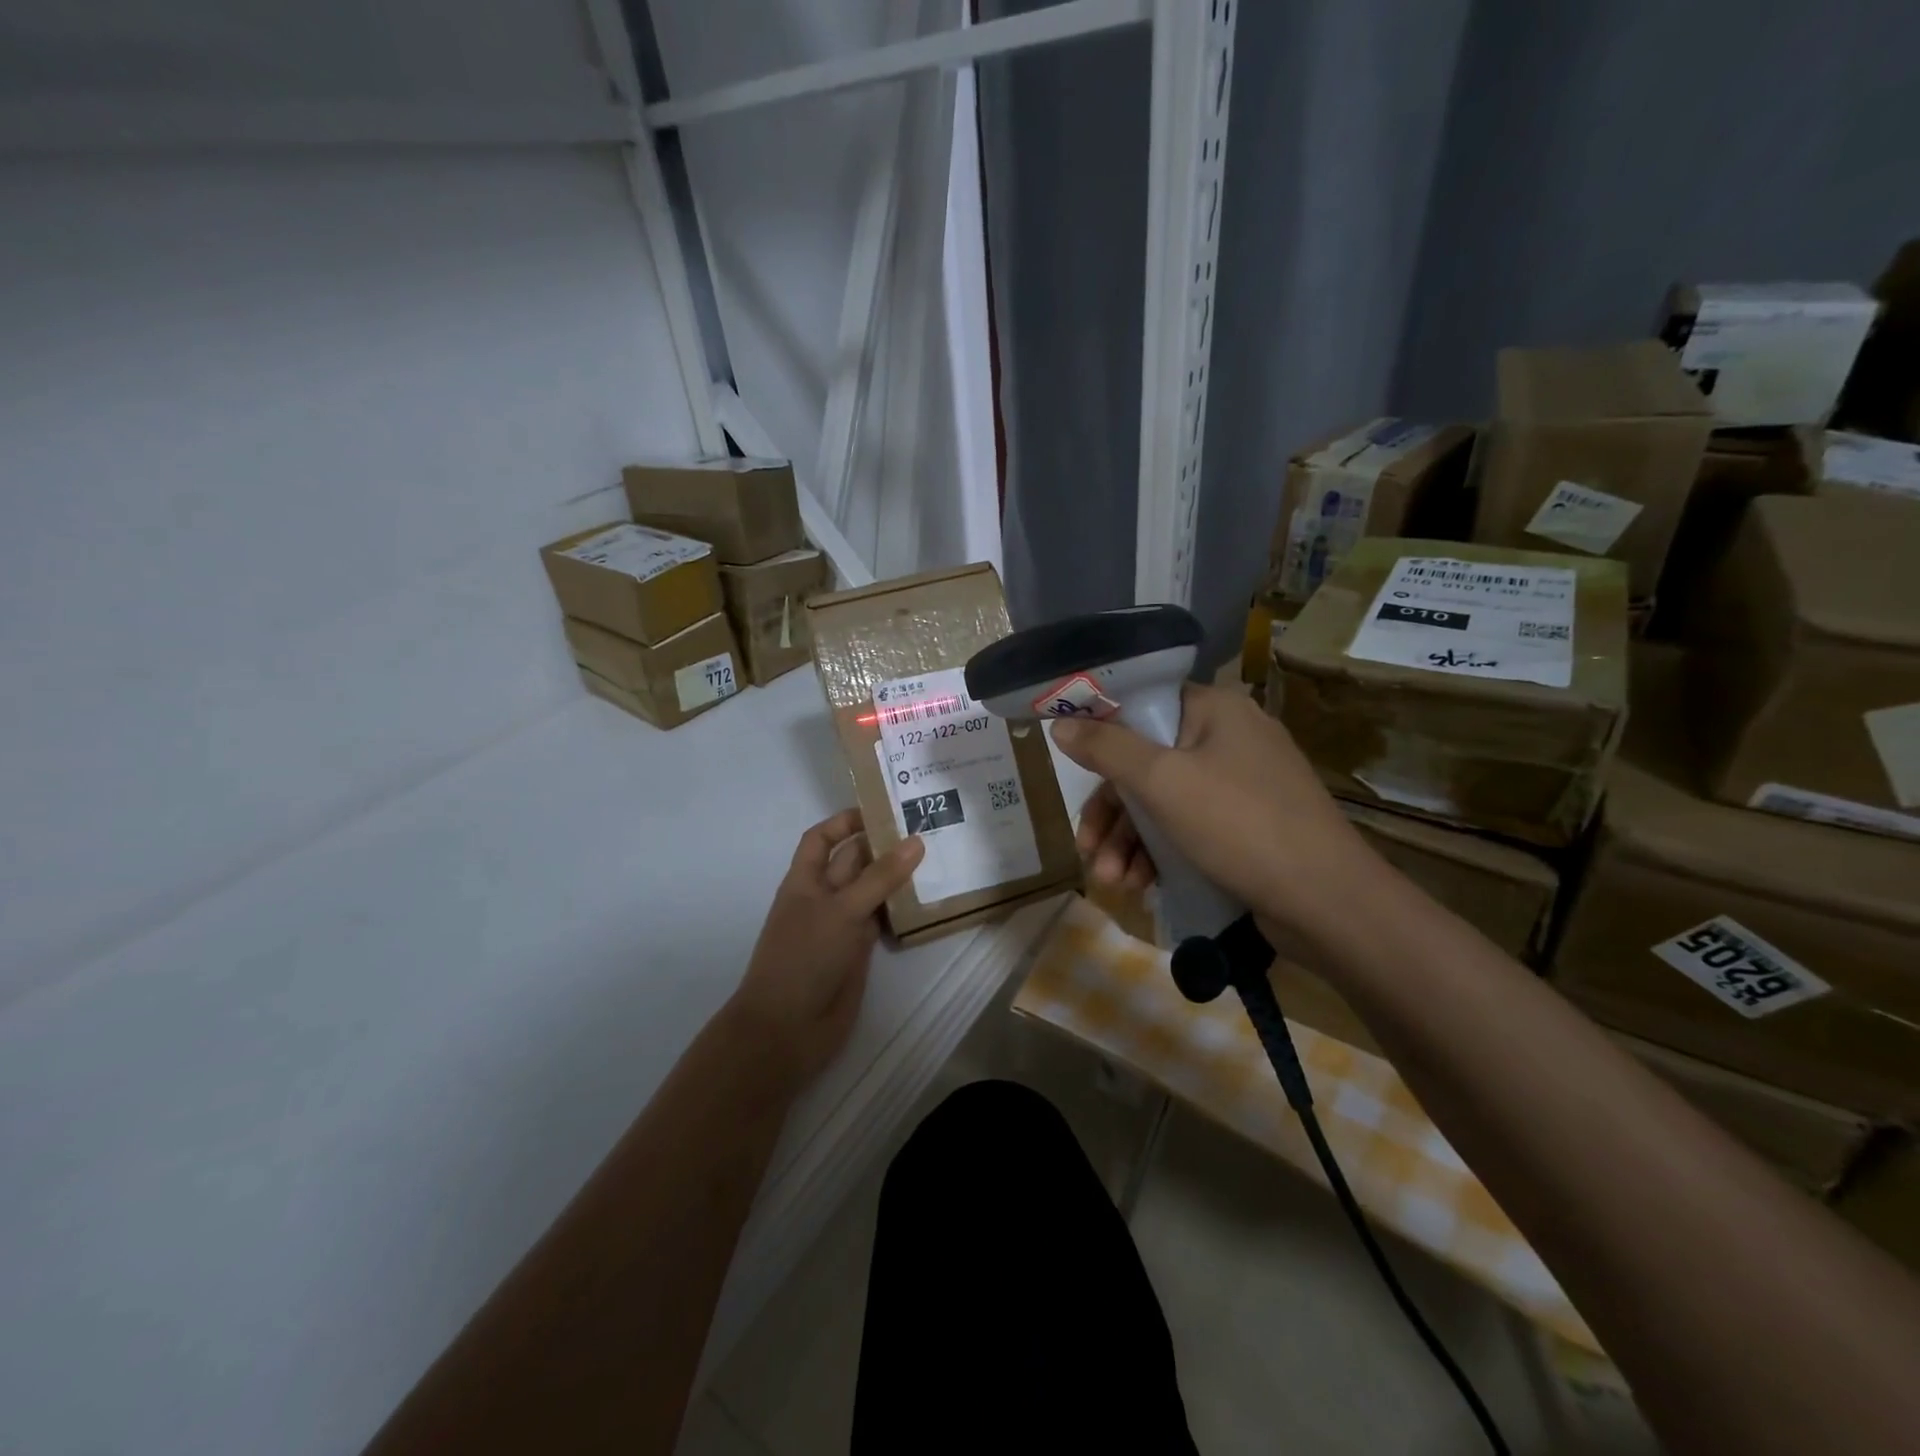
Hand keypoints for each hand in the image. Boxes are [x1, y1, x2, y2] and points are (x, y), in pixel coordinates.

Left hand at [726, 810, 925, 1087]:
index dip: (846, 821)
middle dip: (883, 846)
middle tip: (927, 829)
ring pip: (872, 891)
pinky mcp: (859, 952)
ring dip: (898, 878)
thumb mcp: (842, 910)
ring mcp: (842, 925)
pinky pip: (883, 921)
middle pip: (854, 862)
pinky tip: (929, 899)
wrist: (787, 1029)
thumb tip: (916, 840)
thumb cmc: (804, 957)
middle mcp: (824, 897)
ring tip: (937, 858)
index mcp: (806, 880)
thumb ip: (881, 877)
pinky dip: (902, 910)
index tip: (883, 809)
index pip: (822, 838)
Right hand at [1051, 684, 1377, 947]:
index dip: (1101, 733)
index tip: (1071, 766)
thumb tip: (1061, 726)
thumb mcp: (1162, 783)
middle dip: (1112, 813)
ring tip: (1113, 882)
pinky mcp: (1246, 826)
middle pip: (1146, 763)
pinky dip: (1160, 854)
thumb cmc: (1240, 825)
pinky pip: (1188, 828)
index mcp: (1215, 710)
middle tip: (1088, 849)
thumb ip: (1107, 750)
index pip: (1143, 705)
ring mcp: (1240, 785)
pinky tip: (1142, 887)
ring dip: (1130, 842)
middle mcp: (1228, 739)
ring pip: (1163, 802)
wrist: (1328, 904)